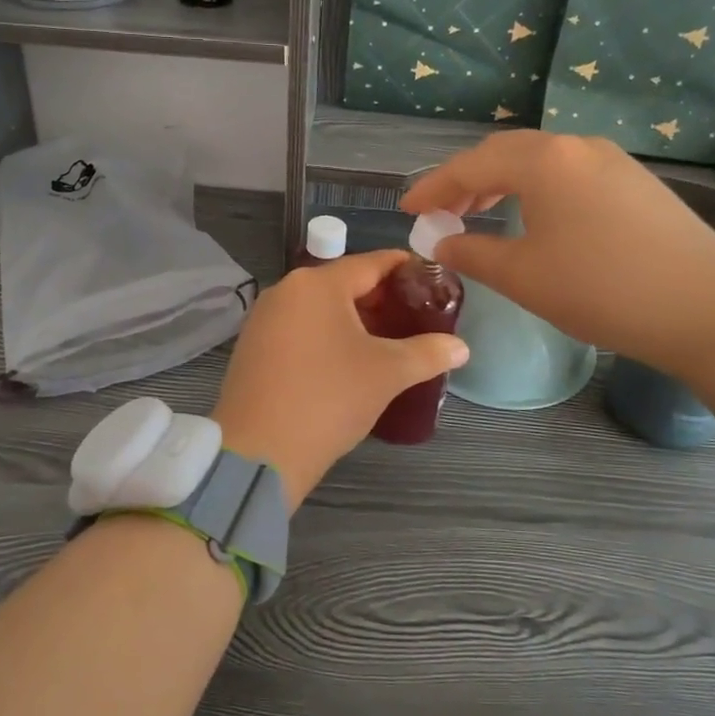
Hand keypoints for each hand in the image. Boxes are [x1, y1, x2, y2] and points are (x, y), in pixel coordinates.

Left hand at [211, 250, 468, 506]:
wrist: (259, 452)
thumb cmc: (328, 399)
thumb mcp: (387, 373)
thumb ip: (428, 352)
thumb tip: (461, 347)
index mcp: (318, 284)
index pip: (372, 263)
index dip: (405, 268)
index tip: (432, 280)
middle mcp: (286, 290)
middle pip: (344, 284)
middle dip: (381, 299)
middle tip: (416, 318)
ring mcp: (264, 319)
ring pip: (320, 308)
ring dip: (354, 320)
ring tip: (388, 342)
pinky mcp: (253, 347)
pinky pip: (300, 329)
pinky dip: (327, 336)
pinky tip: (347, 361)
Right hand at [400, 131, 714, 416]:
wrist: (707, 307)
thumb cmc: (600, 289)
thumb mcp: (522, 275)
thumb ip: (472, 251)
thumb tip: (440, 240)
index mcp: (543, 160)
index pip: (471, 165)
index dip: (433, 187)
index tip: (407, 209)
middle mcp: (577, 146)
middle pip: (506, 153)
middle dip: (467, 180)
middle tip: (441, 211)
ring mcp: (612, 160)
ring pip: (541, 161)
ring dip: (503, 182)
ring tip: (480, 212)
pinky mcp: (635, 182)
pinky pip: (569, 174)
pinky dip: (538, 189)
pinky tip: (535, 218)